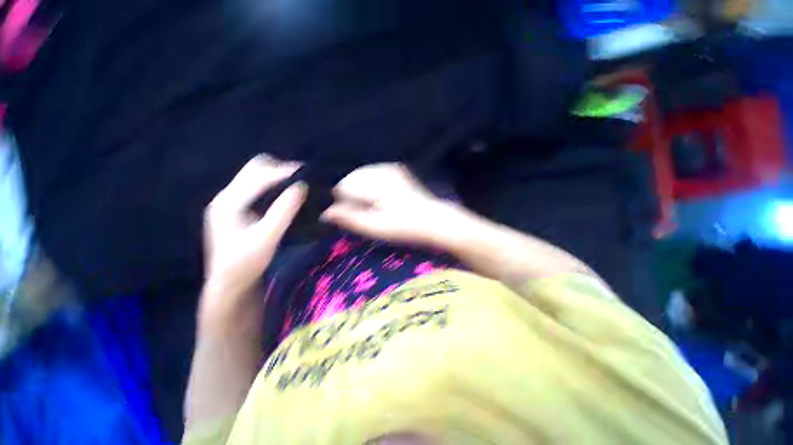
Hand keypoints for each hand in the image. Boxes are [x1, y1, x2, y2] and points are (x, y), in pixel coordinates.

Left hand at [201, 155, 306, 325]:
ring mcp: (231, 203)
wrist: (230, 284)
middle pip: (253, 170)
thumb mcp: (267, 238)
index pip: (257, 176)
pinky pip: (258, 188)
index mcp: (228, 202)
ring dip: (277, 176)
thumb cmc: (247, 263)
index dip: (282, 171)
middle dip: (278, 169)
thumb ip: (283, 212)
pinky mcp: (238, 210)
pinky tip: (286, 195)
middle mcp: (226, 197)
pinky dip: (274, 186)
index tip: (305, 172)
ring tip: (297, 184)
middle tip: (302, 177)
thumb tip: (301, 187)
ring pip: (255, 177)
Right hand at [320, 163, 460, 246]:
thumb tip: (325, 213)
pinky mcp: (397, 170)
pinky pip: (374, 174)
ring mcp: (391, 168)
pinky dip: (372, 185)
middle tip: (367, 213)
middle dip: (353, 195)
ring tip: (375, 207)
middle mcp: (381, 169)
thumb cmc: (404, 227)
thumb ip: (349, 218)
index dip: (344, 202)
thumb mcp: (375, 227)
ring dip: (362, 190)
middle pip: (352, 178)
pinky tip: (382, 199)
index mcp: (374, 182)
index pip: (343, 186)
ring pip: (363, 175)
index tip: (354, 215)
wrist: (434, 220)